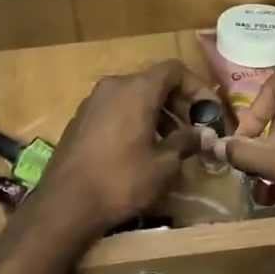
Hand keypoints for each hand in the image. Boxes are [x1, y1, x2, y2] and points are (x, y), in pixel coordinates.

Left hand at [29, 60, 214, 240]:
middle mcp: (112, 87)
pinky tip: (142, 151)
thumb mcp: (164, 165)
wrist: (66, 204)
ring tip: (171, 145)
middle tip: (194, 131)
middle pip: (153, 82)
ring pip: (133, 98)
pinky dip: (135, 122)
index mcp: (136, 89)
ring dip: (157, 115)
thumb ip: (186, 142)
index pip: (174, 70)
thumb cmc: (121, 180)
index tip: (208, 113)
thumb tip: (202, 134)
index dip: (196, 88)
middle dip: (178, 104)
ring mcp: (92, 103)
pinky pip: (116, 111)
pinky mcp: (80, 121)